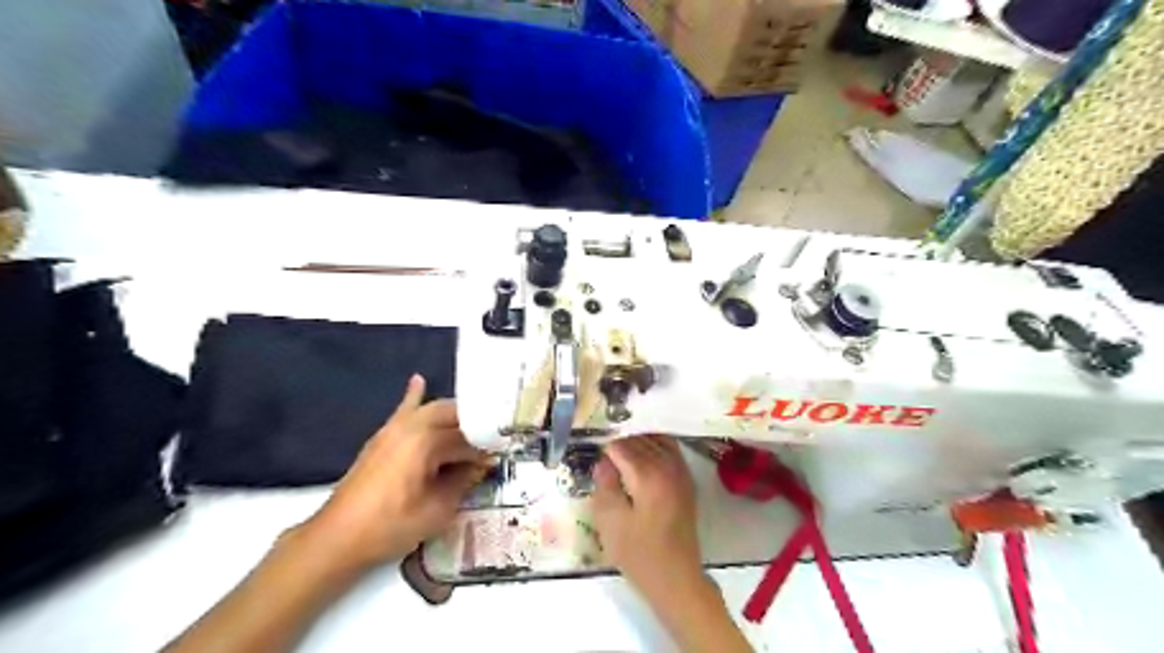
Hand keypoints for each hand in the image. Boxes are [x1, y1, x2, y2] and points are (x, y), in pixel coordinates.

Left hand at [301, 375, 487, 567]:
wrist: (338, 538)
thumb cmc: (391, 526)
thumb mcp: (438, 510)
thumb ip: (464, 481)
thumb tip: (482, 466)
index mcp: (427, 442)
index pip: (468, 437)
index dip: (486, 449)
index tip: (499, 458)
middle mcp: (412, 426)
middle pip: (454, 415)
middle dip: (475, 426)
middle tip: (491, 443)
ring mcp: (394, 428)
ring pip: (433, 410)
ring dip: (455, 416)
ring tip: (473, 426)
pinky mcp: (382, 437)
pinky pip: (403, 410)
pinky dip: (413, 396)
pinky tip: (419, 380)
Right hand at [591, 436, 698, 600]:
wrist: (675, 577)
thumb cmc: (638, 553)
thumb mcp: (610, 522)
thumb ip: (604, 485)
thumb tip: (603, 461)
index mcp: (647, 475)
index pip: (621, 446)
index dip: (603, 448)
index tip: (592, 453)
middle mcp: (667, 466)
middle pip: (639, 439)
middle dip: (619, 442)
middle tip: (602, 452)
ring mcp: (680, 472)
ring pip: (656, 440)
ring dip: (637, 440)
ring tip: (620, 449)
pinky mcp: (686, 480)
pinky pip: (670, 449)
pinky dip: (655, 444)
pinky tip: (642, 454)